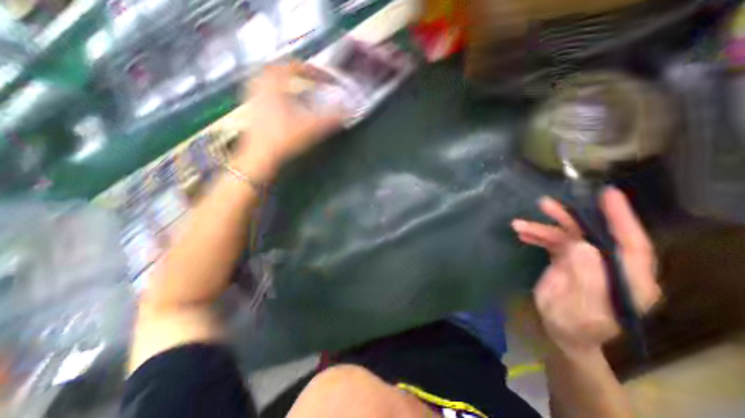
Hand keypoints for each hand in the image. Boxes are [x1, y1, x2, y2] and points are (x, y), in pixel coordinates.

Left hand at [232, 60, 345, 180]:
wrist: (259, 157)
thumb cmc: (282, 139)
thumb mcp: (310, 128)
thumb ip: (330, 119)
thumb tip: (348, 111)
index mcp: (273, 84)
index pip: (294, 67)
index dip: (313, 71)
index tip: (326, 79)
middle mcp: (261, 86)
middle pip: (279, 69)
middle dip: (297, 72)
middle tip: (311, 79)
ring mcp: (254, 97)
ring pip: (270, 80)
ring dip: (286, 82)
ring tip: (299, 89)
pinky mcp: (253, 109)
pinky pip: (266, 92)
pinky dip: (278, 93)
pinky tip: (286, 104)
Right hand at [509, 187, 660, 355]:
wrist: (562, 332)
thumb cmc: (576, 327)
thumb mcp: (581, 310)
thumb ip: (587, 279)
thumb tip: (581, 246)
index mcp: (627, 281)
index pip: (631, 245)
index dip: (621, 218)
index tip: (608, 195)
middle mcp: (608, 265)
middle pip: (591, 234)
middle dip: (567, 218)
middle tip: (544, 205)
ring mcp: (586, 261)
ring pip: (566, 236)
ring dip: (542, 228)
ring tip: (518, 225)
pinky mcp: (568, 260)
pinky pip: (552, 243)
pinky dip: (537, 236)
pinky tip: (522, 234)